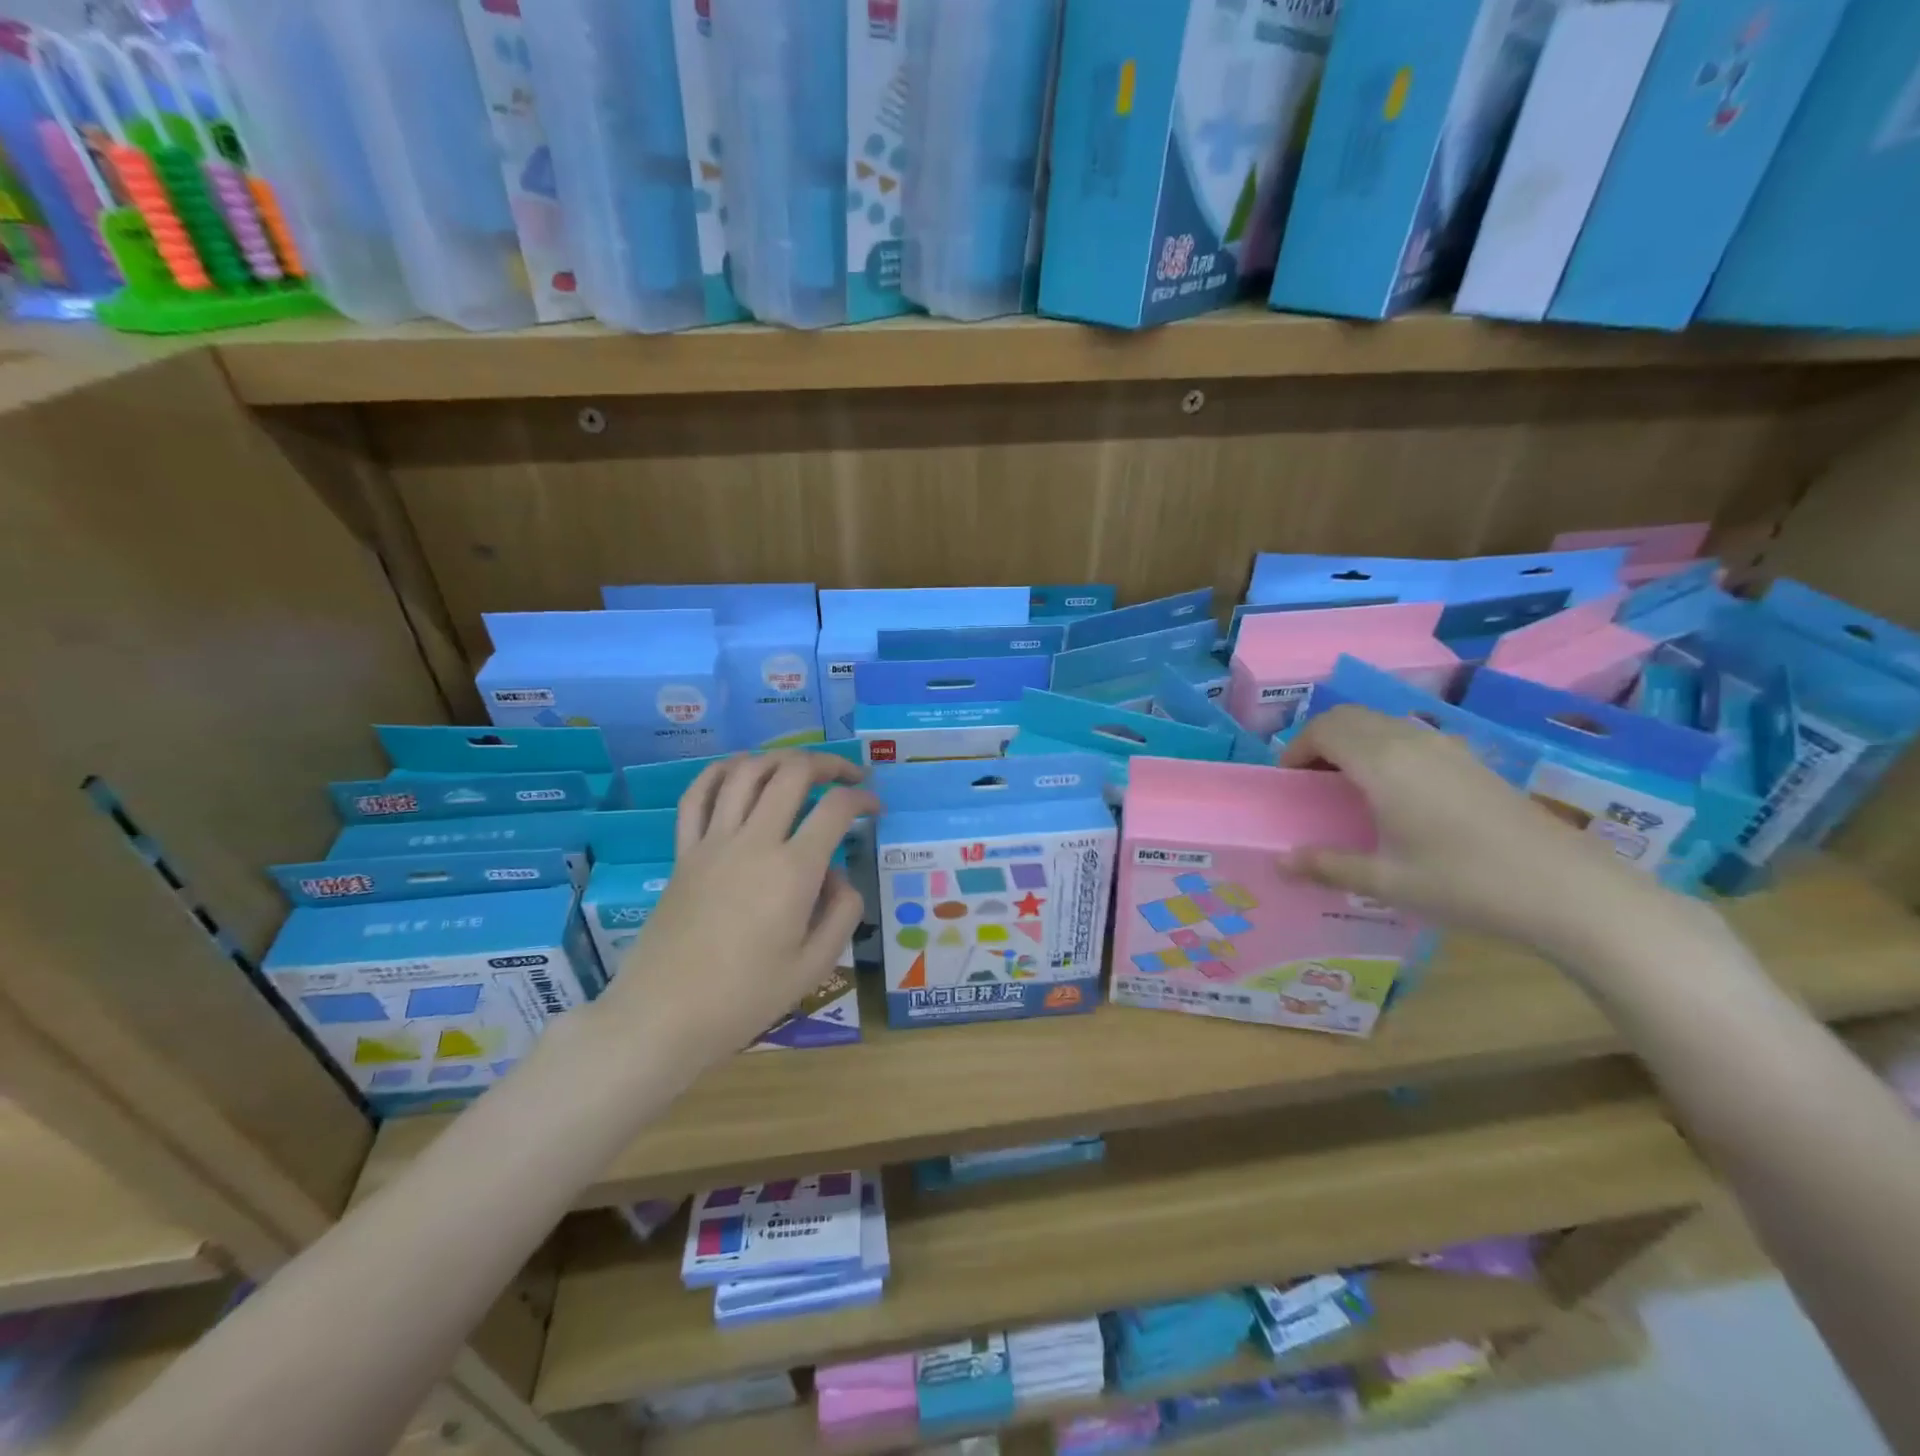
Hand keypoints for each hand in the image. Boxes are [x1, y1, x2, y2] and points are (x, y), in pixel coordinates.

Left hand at [599, 751, 878, 1060]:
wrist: (664, 1016)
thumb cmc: (745, 997)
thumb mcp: (815, 965)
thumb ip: (842, 912)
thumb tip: (837, 875)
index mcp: (793, 870)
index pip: (837, 808)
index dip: (863, 797)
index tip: (875, 807)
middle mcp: (754, 842)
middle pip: (793, 772)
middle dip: (828, 764)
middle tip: (846, 777)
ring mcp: (713, 843)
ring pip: (746, 772)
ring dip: (779, 760)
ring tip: (799, 769)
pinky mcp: (683, 853)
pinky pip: (697, 796)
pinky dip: (719, 772)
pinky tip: (738, 771)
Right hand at [1278, 705, 1673, 959]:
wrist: (1569, 890)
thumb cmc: (1465, 883)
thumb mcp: (1386, 882)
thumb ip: (1327, 867)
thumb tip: (1280, 863)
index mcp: (1382, 762)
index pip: (1324, 729)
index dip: (1297, 748)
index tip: (1289, 782)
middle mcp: (1411, 741)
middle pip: (1350, 716)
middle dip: (1320, 740)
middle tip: (1311, 781)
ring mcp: (1446, 746)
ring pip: (1382, 722)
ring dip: (1353, 741)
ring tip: (1347, 787)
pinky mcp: (1471, 760)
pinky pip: (1410, 736)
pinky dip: (1384, 748)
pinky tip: (1395, 794)